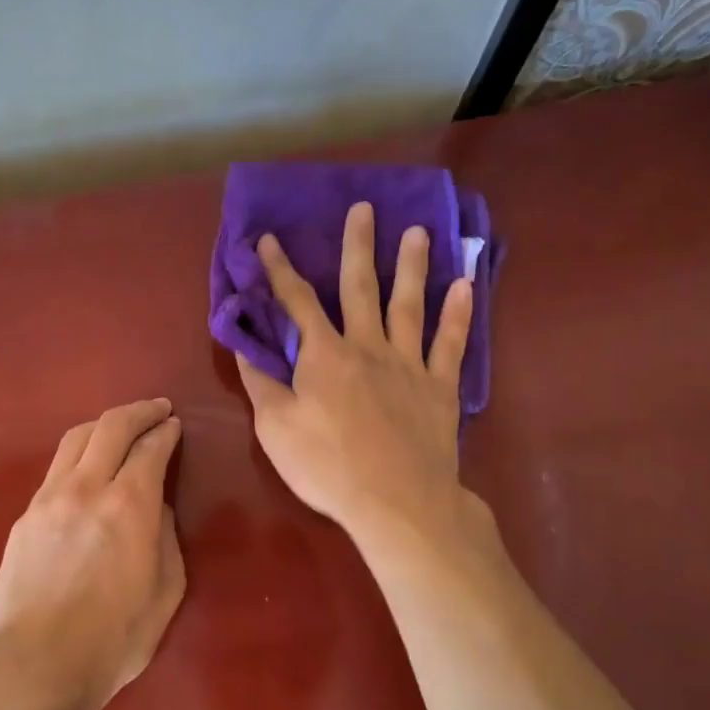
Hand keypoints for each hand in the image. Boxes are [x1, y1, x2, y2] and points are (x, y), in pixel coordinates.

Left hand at [0, 399, 185, 709]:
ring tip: (120, 427)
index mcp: (129, 505)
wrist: (34, 666)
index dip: (166, 431)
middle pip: (111, 427)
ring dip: (104, 425)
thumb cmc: (113, 639)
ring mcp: (49, 498)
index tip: (175, 424)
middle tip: (156, 409)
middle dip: (138, 411)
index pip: (150, 448)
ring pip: (76, 439)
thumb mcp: (165, 592)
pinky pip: (56, 468)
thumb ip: (165, 538)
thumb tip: (155, 507)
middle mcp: (87, 488)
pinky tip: (87, 467)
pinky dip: (79, 454)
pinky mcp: (25, 516)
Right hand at [236, 201, 473, 551]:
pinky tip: (465, 286)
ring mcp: (409, 363)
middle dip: (359, 246)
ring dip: (412, 265)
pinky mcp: (440, 386)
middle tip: (364, 208)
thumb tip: (244, 345)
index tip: (268, 239)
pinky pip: (451, 343)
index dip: (280, 270)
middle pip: (361, 287)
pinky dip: (458, 314)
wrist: (397, 501)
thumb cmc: (327, 466)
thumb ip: (260, 382)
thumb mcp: (275, 428)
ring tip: (418, 232)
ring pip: (410, 304)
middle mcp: (367, 346)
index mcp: (324, 355)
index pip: (297, 302)